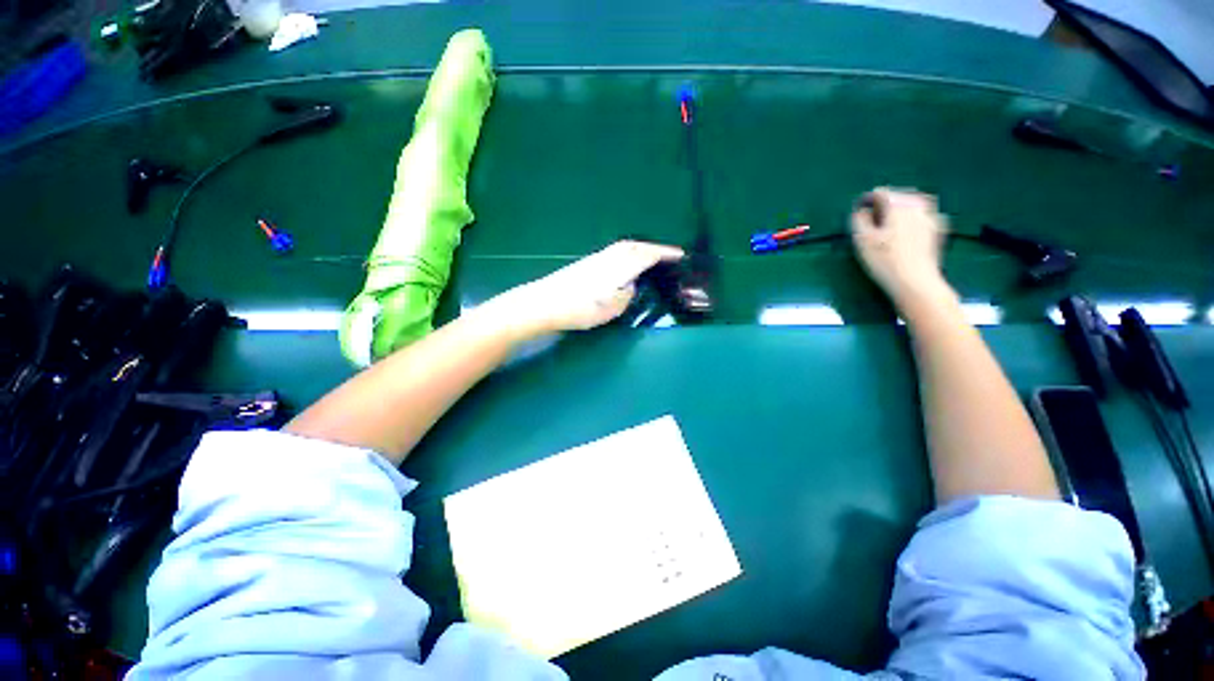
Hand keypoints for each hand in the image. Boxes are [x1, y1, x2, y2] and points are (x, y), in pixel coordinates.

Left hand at [483, 240, 684, 338]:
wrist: (543, 303)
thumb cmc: (578, 308)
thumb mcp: (609, 309)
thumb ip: (626, 295)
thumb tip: (630, 285)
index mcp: (618, 267)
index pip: (646, 255)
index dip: (665, 253)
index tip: (680, 255)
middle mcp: (608, 258)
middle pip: (635, 246)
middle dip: (654, 248)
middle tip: (668, 256)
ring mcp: (595, 259)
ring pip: (623, 248)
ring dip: (640, 250)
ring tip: (651, 260)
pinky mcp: (586, 265)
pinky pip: (614, 254)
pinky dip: (627, 255)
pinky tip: (625, 267)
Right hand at [851, 188, 949, 303]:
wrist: (916, 282)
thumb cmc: (885, 260)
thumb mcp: (863, 240)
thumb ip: (860, 220)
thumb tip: (862, 211)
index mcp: (899, 206)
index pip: (882, 193)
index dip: (868, 200)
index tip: (860, 210)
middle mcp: (918, 207)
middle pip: (901, 195)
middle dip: (887, 202)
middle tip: (874, 215)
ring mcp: (932, 218)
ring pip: (916, 203)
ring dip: (902, 207)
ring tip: (891, 220)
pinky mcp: (938, 231)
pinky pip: (926, 216)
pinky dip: (915, 217)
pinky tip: (908, 229)